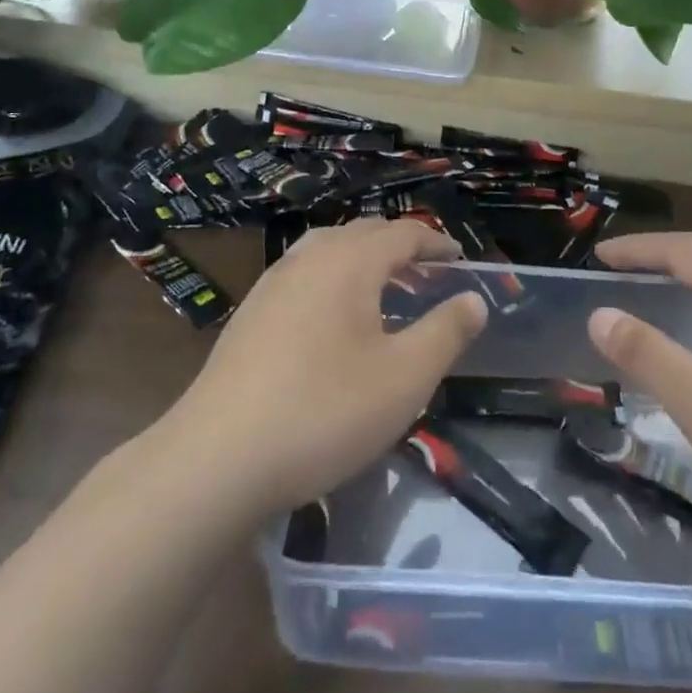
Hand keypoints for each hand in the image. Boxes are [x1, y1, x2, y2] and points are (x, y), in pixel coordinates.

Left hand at [171, 219, 486, 515]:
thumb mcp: (405, 377)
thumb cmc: (325, 412)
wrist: (217, 458)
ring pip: (327, 250)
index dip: (435, 243)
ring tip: (384, 292)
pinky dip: (332, 280)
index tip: (459, 260)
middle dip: (400, 247)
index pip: (402, 233)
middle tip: (428, 275)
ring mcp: (272, 284)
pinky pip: (303, 275)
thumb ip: (446, 332)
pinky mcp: (249, 314)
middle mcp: (308, 259)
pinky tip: (334, 322)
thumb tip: (474, 299)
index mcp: (349, 262)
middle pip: (362, 234)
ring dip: (363, 261)